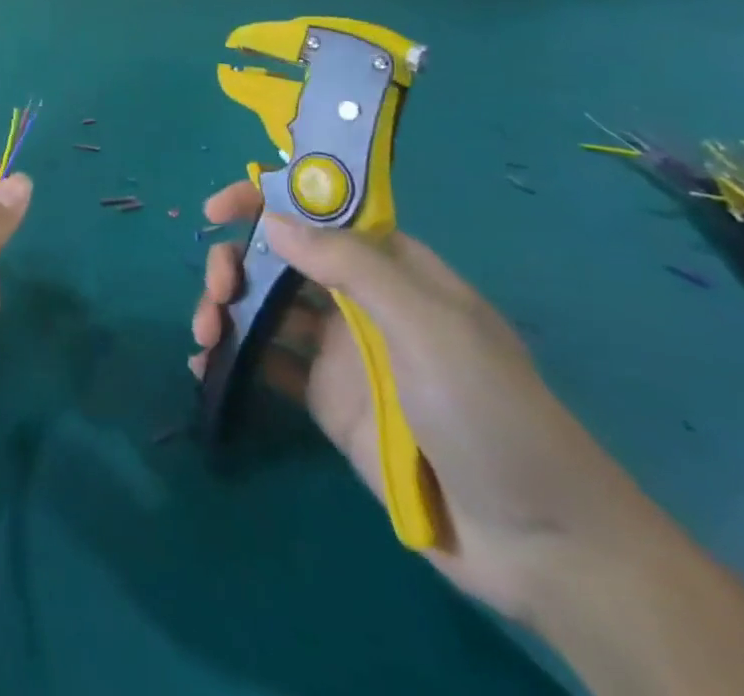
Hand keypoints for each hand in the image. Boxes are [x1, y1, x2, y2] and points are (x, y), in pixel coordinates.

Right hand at [189, 180, 652, 623]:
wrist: (539, 543)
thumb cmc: (490, 412)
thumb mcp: (429, 327)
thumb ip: (351, 267)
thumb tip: (274, 221)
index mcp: (392, 268)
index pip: (319, 213)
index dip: (266, 201)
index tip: (218, 211)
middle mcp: (360, 300)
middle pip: (280, 258)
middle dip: (238, 262)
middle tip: (218, 290)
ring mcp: (340, 351)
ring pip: (265, 306)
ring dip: (225, 307)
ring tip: (204, 334)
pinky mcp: (325, 398)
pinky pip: (266, 362)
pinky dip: (231, 355)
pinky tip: (205, 366)